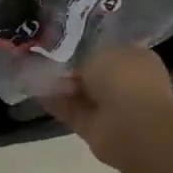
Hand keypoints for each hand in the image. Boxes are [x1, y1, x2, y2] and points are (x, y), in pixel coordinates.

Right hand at [41, 46, 172, 169]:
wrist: (132, 125)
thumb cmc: (124, 79)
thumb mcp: (100, 52)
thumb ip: (85, 56)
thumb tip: (75, 65)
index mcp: (137, 60)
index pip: (111, 51)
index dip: (88, 48)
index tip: (64, 44)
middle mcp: (127, 84)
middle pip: (94, 75)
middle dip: (72, 69)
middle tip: (45, 59)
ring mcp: (112, 108)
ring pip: (82, 94)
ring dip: (61, 86)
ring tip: (34, 73)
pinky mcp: (95, 128)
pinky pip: (71, 112)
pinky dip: (55, 104)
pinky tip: (36, 92)